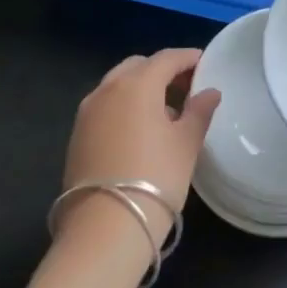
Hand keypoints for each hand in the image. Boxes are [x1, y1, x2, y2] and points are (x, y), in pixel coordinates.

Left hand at [58, 49, 220, 248]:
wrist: (104, 229)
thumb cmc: (156, 178)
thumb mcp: (186, 144)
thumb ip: (199, 111)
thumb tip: (209, 92)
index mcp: (137, 84)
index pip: (166, 58)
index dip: (188, 58)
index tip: (205, 64)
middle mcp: (106, 90)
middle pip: (138, 67)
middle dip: (162, 71)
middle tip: (185, 88)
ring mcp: (86, 113)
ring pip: (117, 86)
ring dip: (141, 89)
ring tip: (165, 112)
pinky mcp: (76, 136)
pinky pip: (105, 107)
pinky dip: (124, 107)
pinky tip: (140, 131)